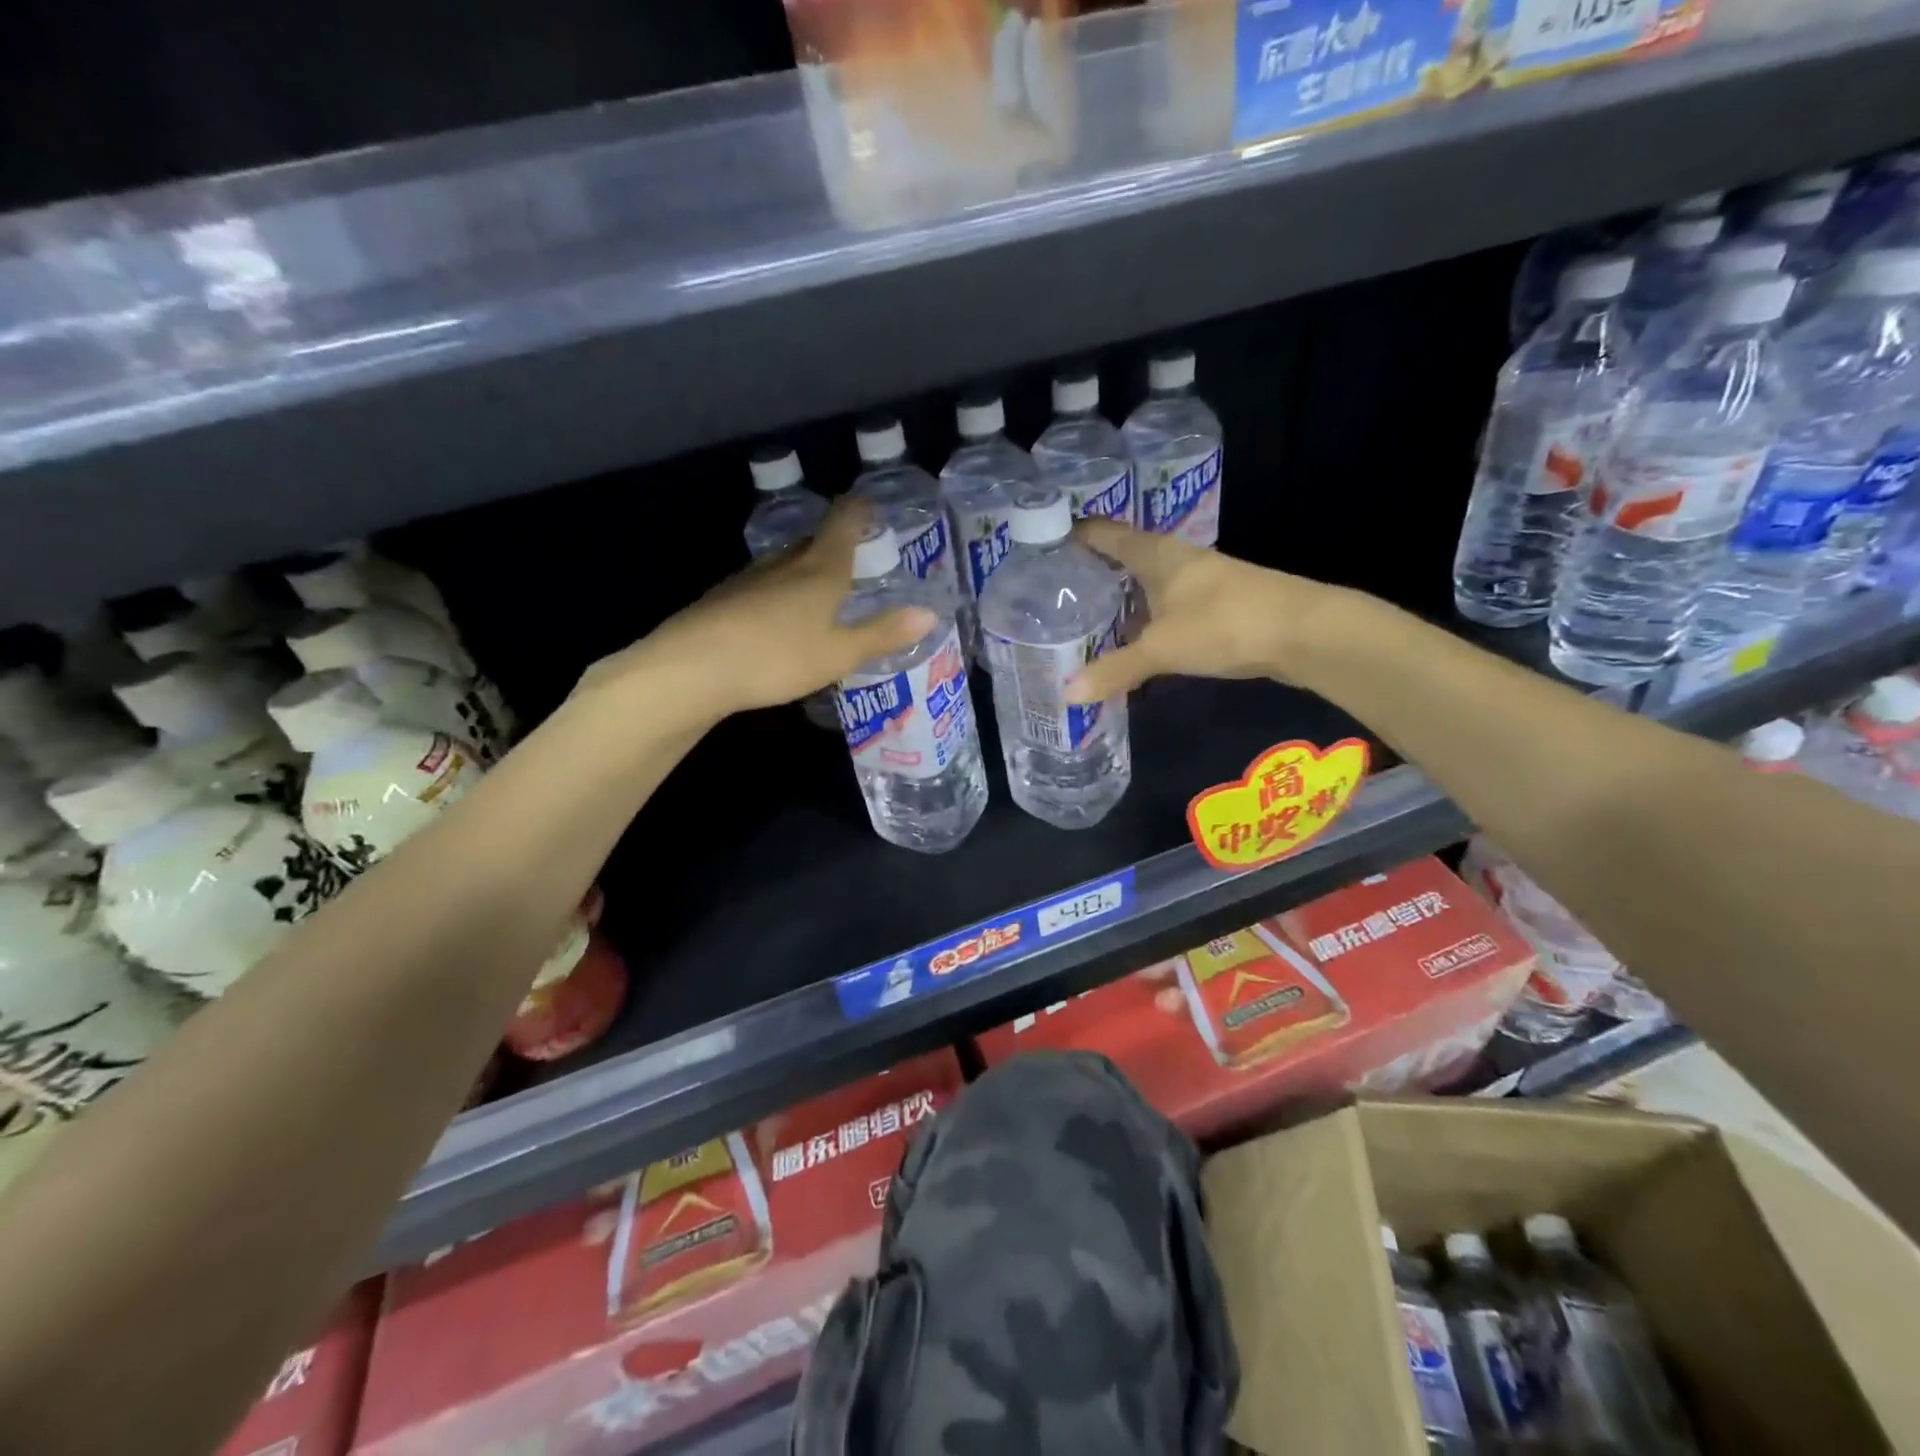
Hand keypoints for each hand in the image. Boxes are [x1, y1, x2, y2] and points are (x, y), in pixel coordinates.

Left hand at [582, 497, 936, 721]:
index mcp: (820, 570)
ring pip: (785, 564)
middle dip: (834, 543)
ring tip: (820, 588)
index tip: (869, 504)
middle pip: (814, 542)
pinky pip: (763, 586)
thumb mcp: (839, 653)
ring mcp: (749, 579)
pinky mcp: (724, 599)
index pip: (843, 523)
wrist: (691, 669)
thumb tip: (930, 613)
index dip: (859, 510)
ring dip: (805, 569)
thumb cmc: (776, 657)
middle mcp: (785, 565)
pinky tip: (778, 618)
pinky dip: (779, 593)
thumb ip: (883, 633)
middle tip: (854, 554)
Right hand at [1064, 521, 1338, 703]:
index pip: (1106, 534)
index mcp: (1156, 555)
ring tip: (1084, 618)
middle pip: (1125, 558)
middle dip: (1092, 571)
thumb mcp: (1161, 648)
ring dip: (1120, 598)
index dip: (1075, 534)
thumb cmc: (1224, 623)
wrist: (1304, 632)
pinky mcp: (1216, 606)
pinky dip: (1144, 619)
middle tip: (1053, 590)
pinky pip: (1166, 607)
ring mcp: (1200, 582)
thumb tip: (1067, 695)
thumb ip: (1115, 670)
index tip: (1042, 542)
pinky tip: (1133, 640)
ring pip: (1147, 585)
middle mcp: (1177, 560)